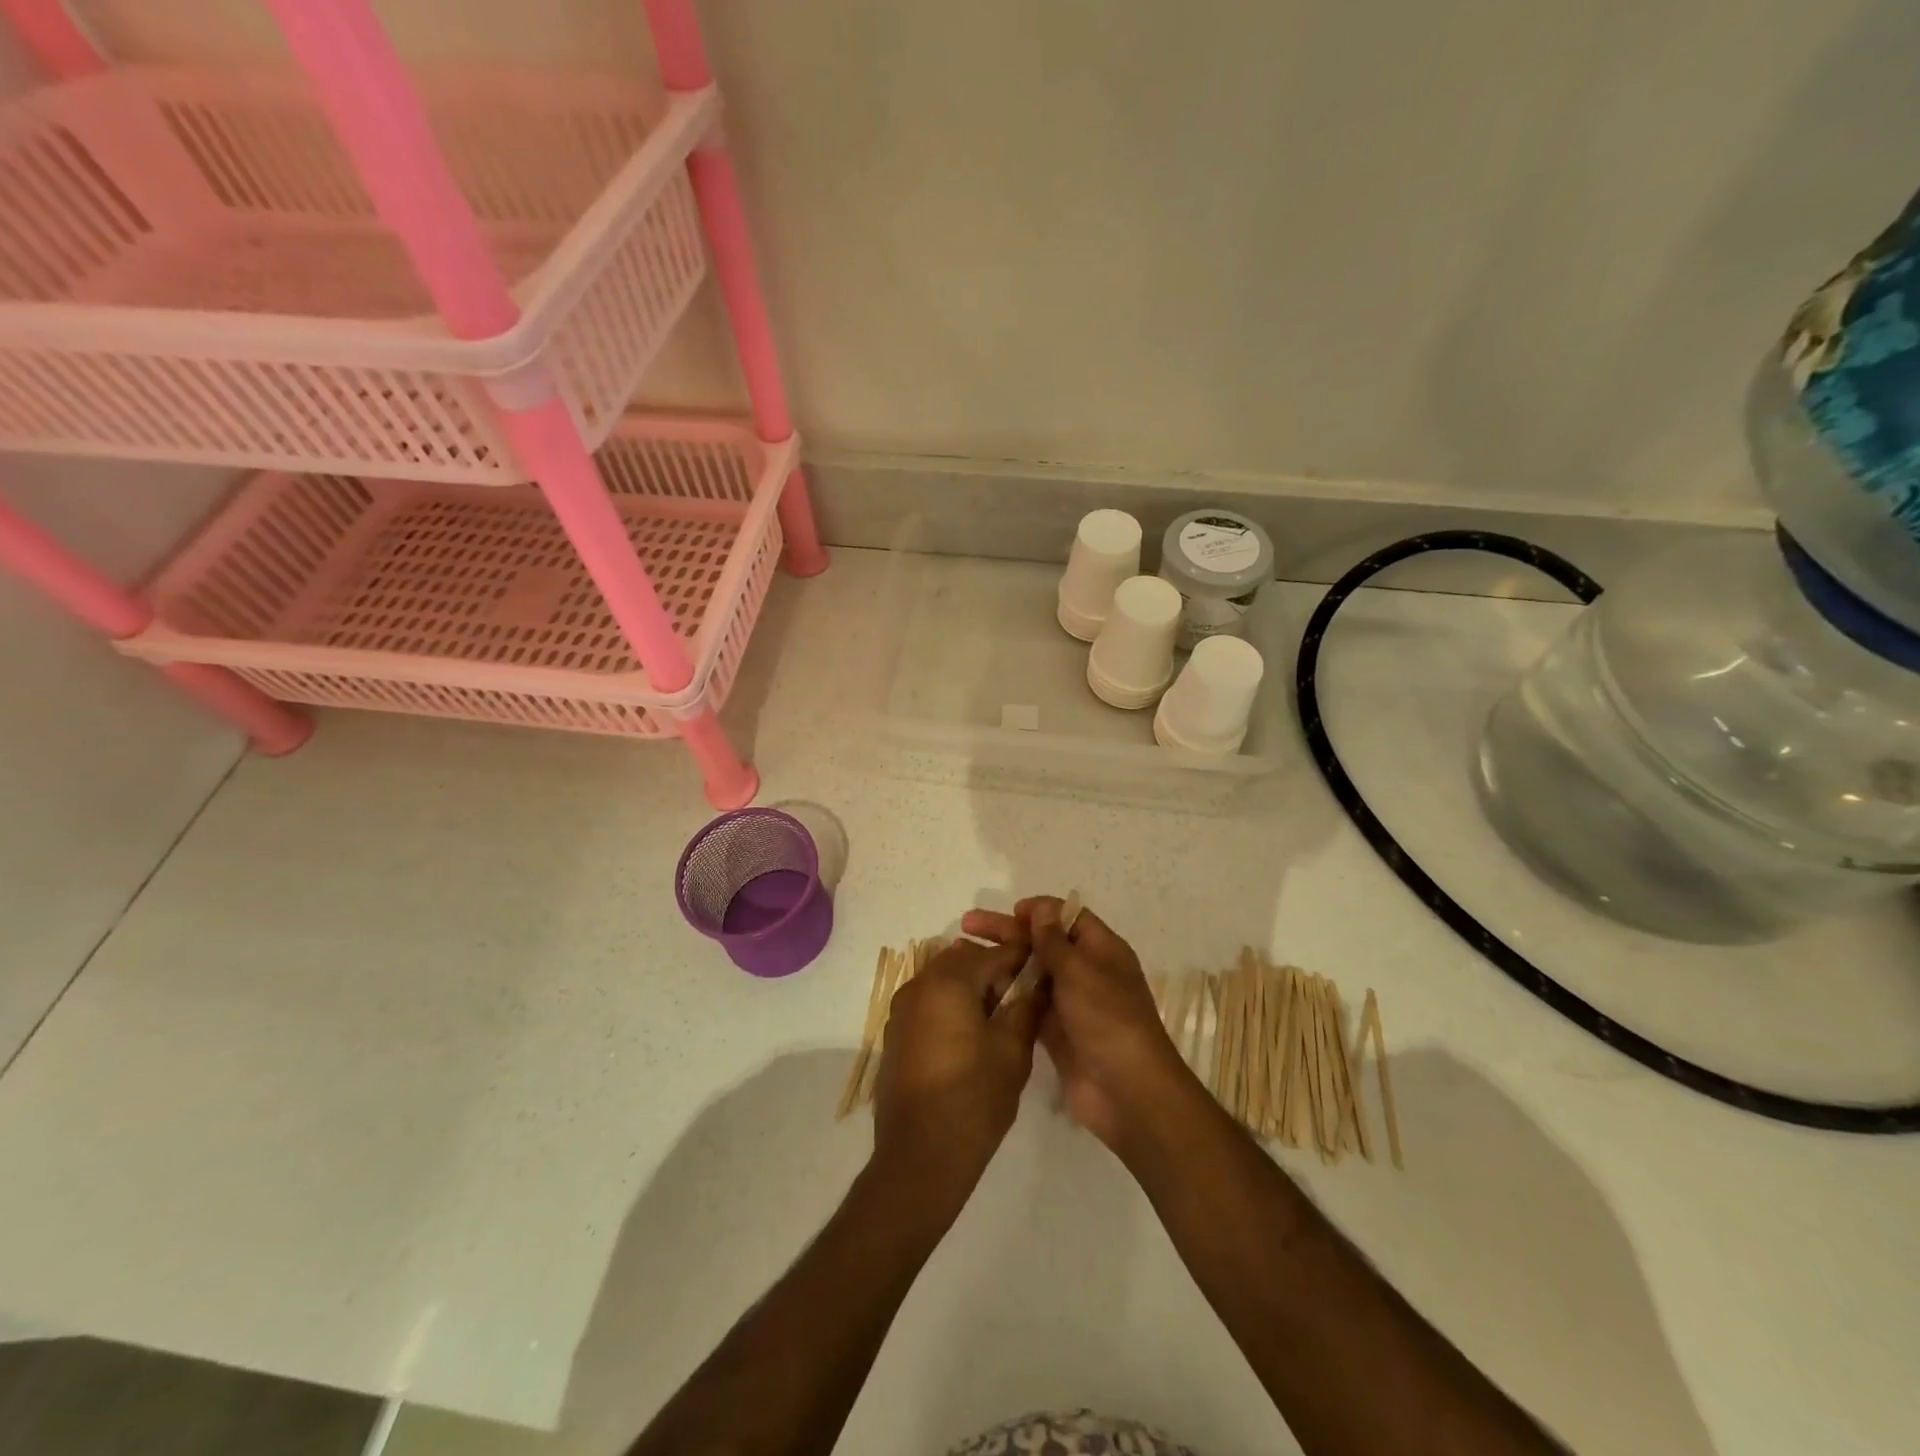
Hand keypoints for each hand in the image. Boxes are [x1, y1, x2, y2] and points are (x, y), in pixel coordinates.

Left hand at [871, 929, 1041, 1215]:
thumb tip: (1039, 982)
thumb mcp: (1012, 1051)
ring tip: (998, 1019)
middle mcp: (919, 985)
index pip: (992, 954)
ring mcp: (902, 1009)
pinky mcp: (895, 1033)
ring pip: (944, 980)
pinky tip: (970, 1037)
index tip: (1043, 966)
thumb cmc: (973, 1098)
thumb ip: (1026, 1007)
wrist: (920, 1156)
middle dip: (993, 971)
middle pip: (963, 961)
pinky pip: (929, 1003)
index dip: (1021, 957)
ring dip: (971, 988)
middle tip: (1020, 998)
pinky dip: (951, 1006)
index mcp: (948, 981)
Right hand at [963, 898, 1196, 1156]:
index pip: (1068, 917)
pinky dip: (1006, 995)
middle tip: (967, 926)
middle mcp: (1086, 971)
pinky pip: (1027, 1005)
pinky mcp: (1055, 1032)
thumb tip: (1041, 907)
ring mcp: (1070, 1003)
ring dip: (1003, 963)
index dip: (1039, 910)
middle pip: (1044, 943)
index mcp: (1102, 950)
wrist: (1126, 1091)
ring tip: (964, 957)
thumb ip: (1054, 940)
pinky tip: (977, 990)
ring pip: (1032, 973)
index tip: (1009, 911)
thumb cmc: (1107, 1018)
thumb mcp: (1080, 970)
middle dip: (1009, 932)